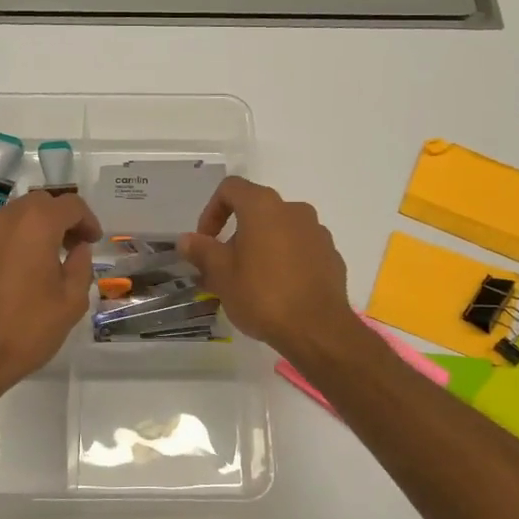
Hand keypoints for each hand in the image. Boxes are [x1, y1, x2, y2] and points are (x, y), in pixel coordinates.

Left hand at [0, 190, 101, 401]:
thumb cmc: (25, 329)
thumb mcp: (71, 302)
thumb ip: (81, 267)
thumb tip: (79, 250)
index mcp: (35, 224)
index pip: (70, 205)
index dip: (88, 220)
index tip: (94, 241)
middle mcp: (3, 219)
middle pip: (38, 205)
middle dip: (59, 220)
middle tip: (73, 247)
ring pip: (12, 219)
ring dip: (32, 231)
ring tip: (44, 262)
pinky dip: (9, 247)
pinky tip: (14, 277)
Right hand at [179, 177, 355, 359]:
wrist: (317, 329)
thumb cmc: (262, 295)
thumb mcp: (221, 274)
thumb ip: (201, 251)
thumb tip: (186, 239)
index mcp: (264, 207)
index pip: (231, 189)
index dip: (211, 211)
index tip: (205, 241)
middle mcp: (294, 210)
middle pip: (257, 211)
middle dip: (235, 235)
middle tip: (223, 268)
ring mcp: (317, 232)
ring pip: (280, 231)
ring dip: (261, 248)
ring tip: (250, 282)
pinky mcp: (331, 256)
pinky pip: (300, 250)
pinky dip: (285, 261)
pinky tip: (278, 291)